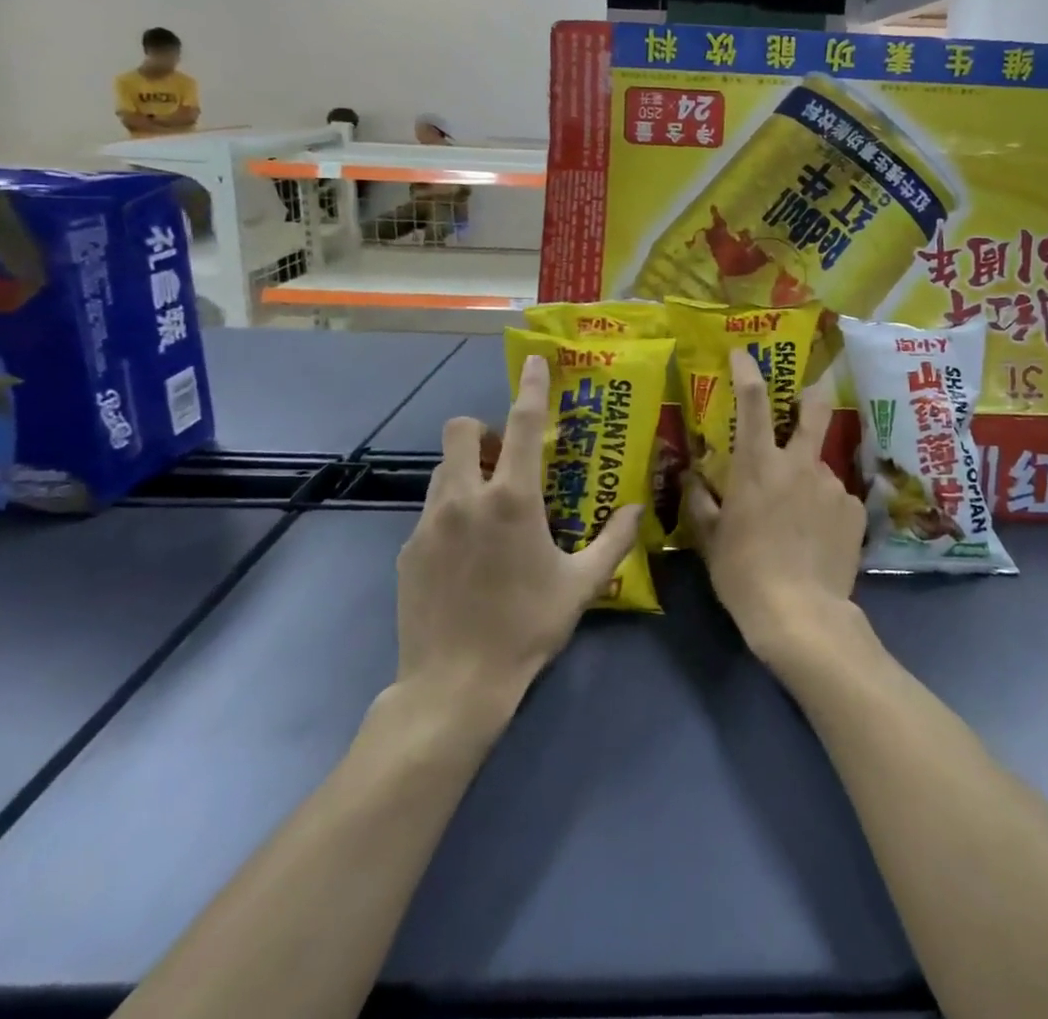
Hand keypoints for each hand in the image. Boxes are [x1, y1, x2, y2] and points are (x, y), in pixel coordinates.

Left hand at [393, 355, 640, 714]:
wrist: (454, 686)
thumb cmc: (527, 628)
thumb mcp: (582, 585)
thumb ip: (615, 541)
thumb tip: (639, 509)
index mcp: (512, 500)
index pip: (520, 424)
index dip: (531, 387)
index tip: (533, 362)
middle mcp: (466, 499)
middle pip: (460, 431)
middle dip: (481, 431)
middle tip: (504, 459)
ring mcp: (430, 523)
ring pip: (443, 470)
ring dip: (466, 471)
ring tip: (488, 506)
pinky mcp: (408, 550)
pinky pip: (431, 512)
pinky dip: (451, 513)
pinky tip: (466, 554)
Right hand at [684, 349, 866, 663]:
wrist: (801, 615)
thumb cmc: (744, 573)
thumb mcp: (709, 540)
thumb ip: (699, 501)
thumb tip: (690, 478)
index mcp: (759, 466)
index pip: (752, 403)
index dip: (748, 371)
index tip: (743, 353)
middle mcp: (800, 464)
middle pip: (814, 409)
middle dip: (811, 393)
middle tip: (807, 396)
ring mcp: (832, 485)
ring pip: (818, 466)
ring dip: (807, 478)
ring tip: (799, 520)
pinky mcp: (854, 509)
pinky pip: (835, 498)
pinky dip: (824, 508)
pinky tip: (817, 538)